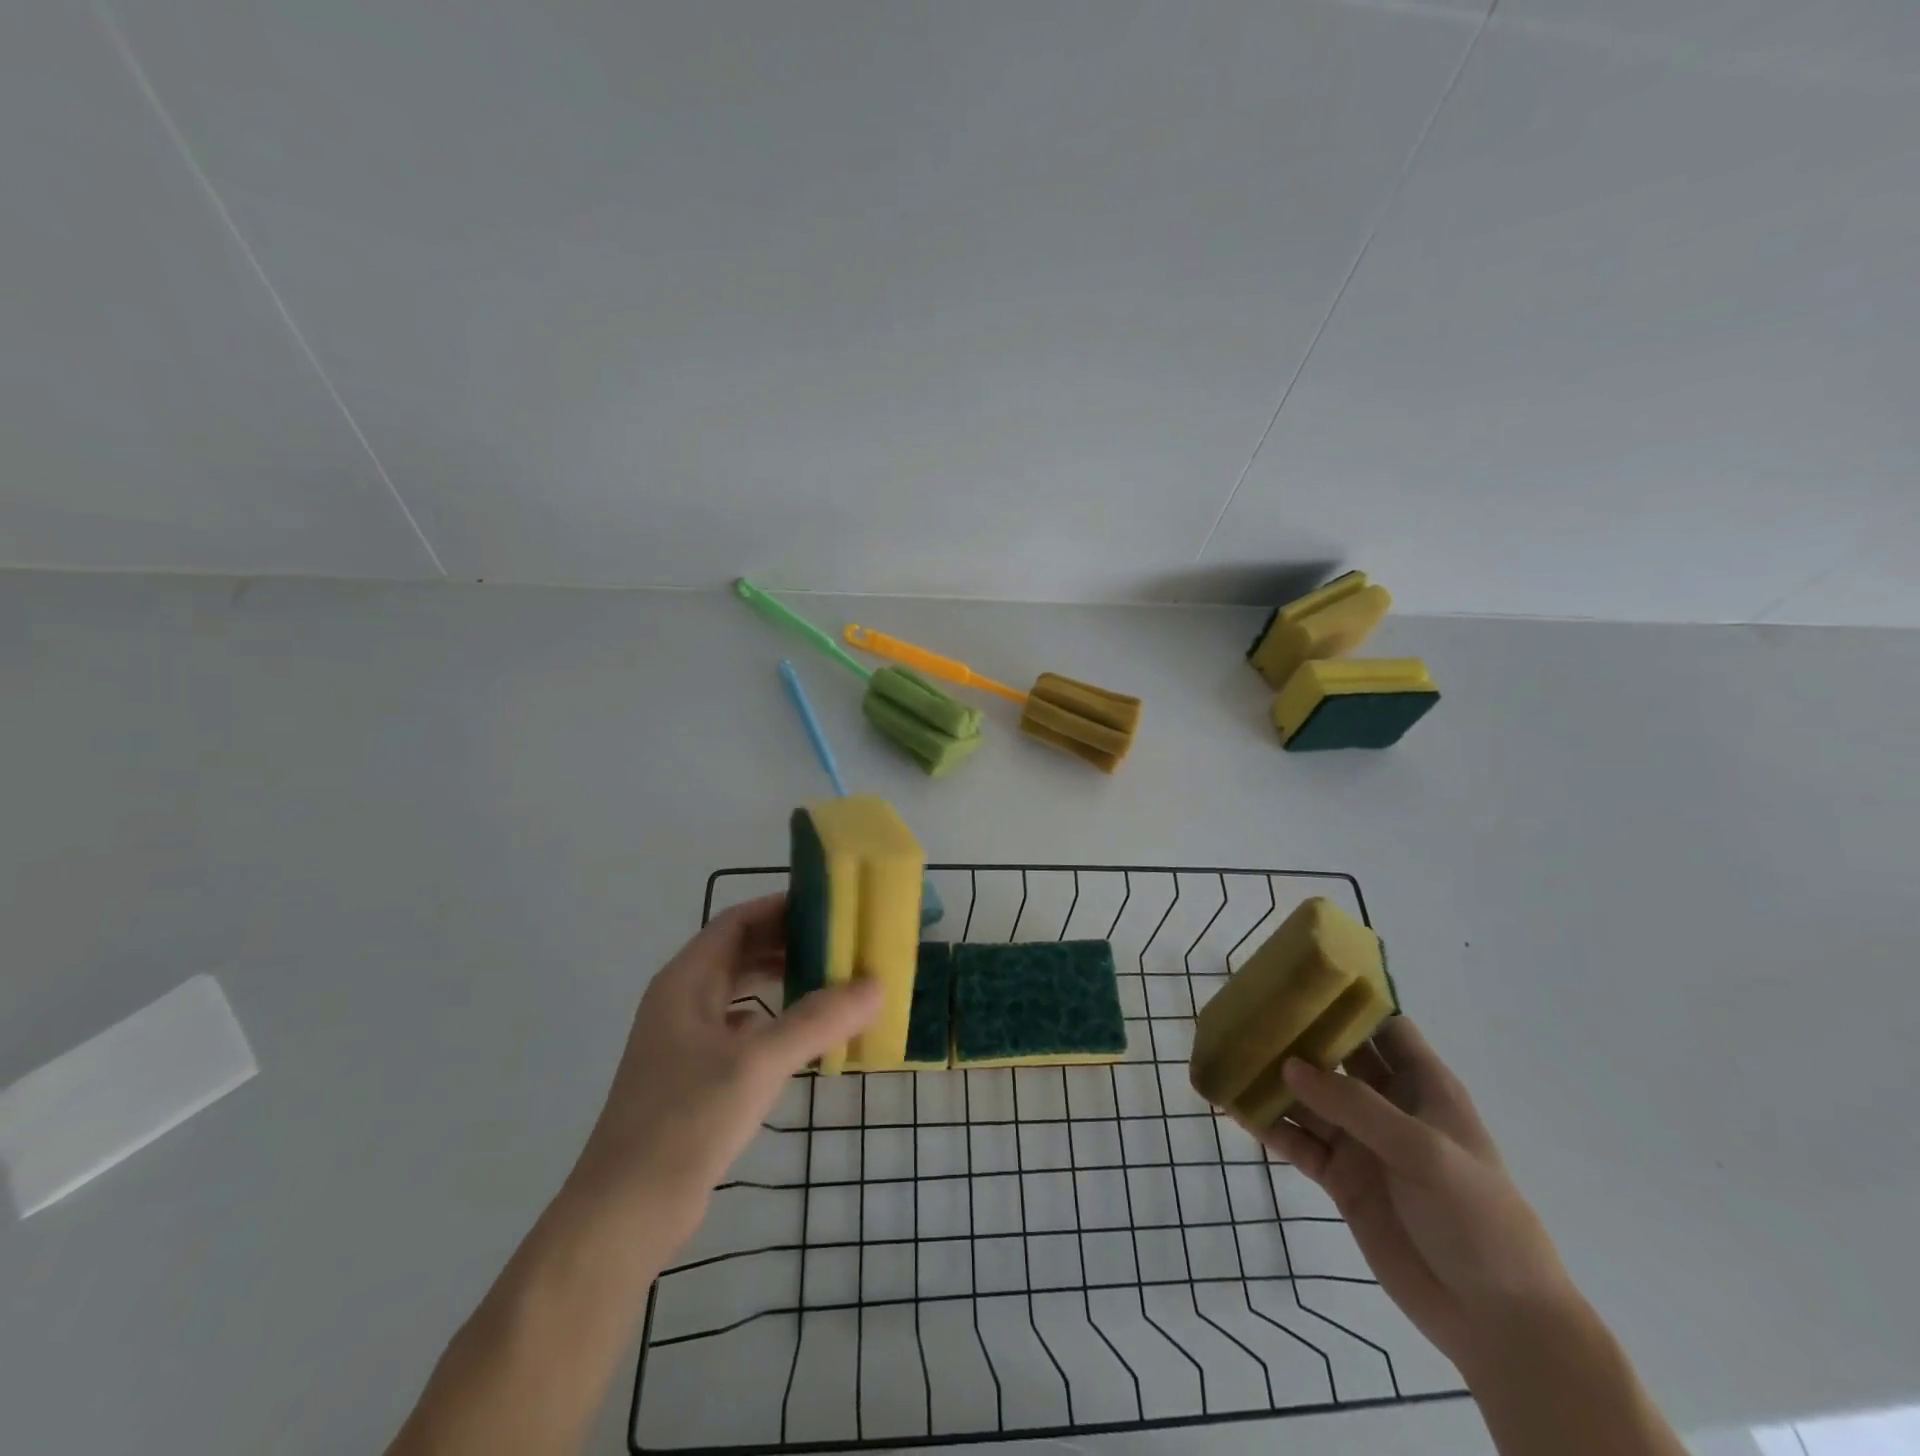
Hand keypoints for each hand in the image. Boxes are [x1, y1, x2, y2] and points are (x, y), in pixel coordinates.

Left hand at [568, 894, 880, 1240]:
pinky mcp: (694, 1077)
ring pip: (740, 992)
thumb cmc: (686, 1121)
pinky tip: (804, 1036)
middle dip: (787, 943)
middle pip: (739, 952)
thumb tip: (876, 985)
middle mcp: (682, 1001)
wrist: (624, 1214)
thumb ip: (818, 1020)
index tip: (828, 906)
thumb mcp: (758, 1063)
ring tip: (832, 981)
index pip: (736, 921)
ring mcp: (685, 1041)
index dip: (779, 907)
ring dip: (782, 981)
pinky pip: (741, 1029)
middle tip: (841, 943)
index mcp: (686, 981)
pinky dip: (774, 1020)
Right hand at [1246, 1018, 1578, 1376]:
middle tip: (1247, 1011)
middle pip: (1335, 1056)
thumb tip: (1288, 1065)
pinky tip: (1235, 1108)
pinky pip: (1297, 1142)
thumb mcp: (1424, 1153)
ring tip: (1229, 1056)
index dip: (1347, 998)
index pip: (1383, 1025)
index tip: (1301, 976)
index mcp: (1422, 1086)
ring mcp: (1361, 1143)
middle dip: (1296, 1035)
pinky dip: (1268, 1126)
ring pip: (1307, 1098)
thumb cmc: (1479, 1220)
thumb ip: (1355, 1106)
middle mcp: (1387, 1105)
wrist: (1496, 1322)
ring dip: (1273, 1080)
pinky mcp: (1341, 1179)